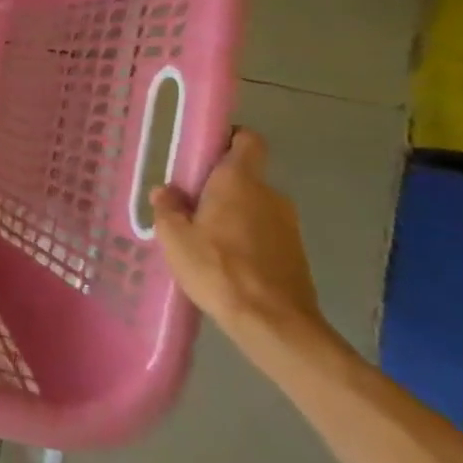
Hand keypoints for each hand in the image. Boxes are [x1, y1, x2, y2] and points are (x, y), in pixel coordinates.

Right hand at [150, 129, 329, 351]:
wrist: (274, 323)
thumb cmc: (218, 269)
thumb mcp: (174, 238)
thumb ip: (167, 208)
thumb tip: (166, 191)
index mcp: (239, 181)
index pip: (246, 140)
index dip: (228, 139)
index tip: (204, 153)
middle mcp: (269, 194)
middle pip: (243, 177)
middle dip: (218, 187)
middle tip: (189, 207)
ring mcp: (288, 225)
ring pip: (253, 207)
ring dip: (232, 216)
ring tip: (204, 241)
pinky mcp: (295, 253)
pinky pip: (264, 232)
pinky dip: (246, 240)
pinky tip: (225, 264)